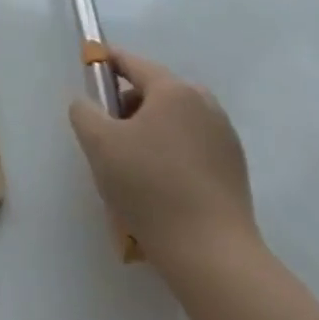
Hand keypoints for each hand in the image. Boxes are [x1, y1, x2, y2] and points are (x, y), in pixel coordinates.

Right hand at [67, 47, 258, 270]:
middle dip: (127, 106)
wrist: (213, 257)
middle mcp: (204, 104)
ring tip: (132, 167)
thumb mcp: (99, 143)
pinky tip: (160, 187)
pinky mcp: (235, 170)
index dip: (105, 65)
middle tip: (107, 136)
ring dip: (149, 132)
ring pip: (174, 120)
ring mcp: (225, 138)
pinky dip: (171, 154)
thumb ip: (83, 111)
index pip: (131, 62)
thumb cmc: (151, 188)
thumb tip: (88, 105)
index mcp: (174, 90)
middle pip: (154, 92)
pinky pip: (192, 146)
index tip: (87, 78)